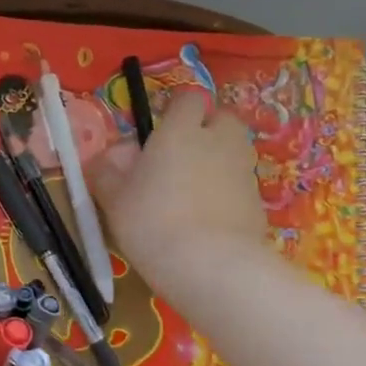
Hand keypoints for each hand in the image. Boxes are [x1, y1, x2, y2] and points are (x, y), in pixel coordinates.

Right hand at [87, 87, 264, 285]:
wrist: (210, 266)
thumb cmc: (151, 222)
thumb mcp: (113, 199)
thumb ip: (106, 171)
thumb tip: (107, 157)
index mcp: (180, 131)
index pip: (187, 98)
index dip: (175, 111)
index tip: (159, 132)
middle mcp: (218, 141)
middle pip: (222, 119)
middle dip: (206, 130)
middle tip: (181, 158)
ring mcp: (243, 171)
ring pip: (234, 152)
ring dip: (218, 161)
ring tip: (193, 191)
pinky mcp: (259, 203)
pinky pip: (241, 187)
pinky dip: (228, 195)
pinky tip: (208, 221)